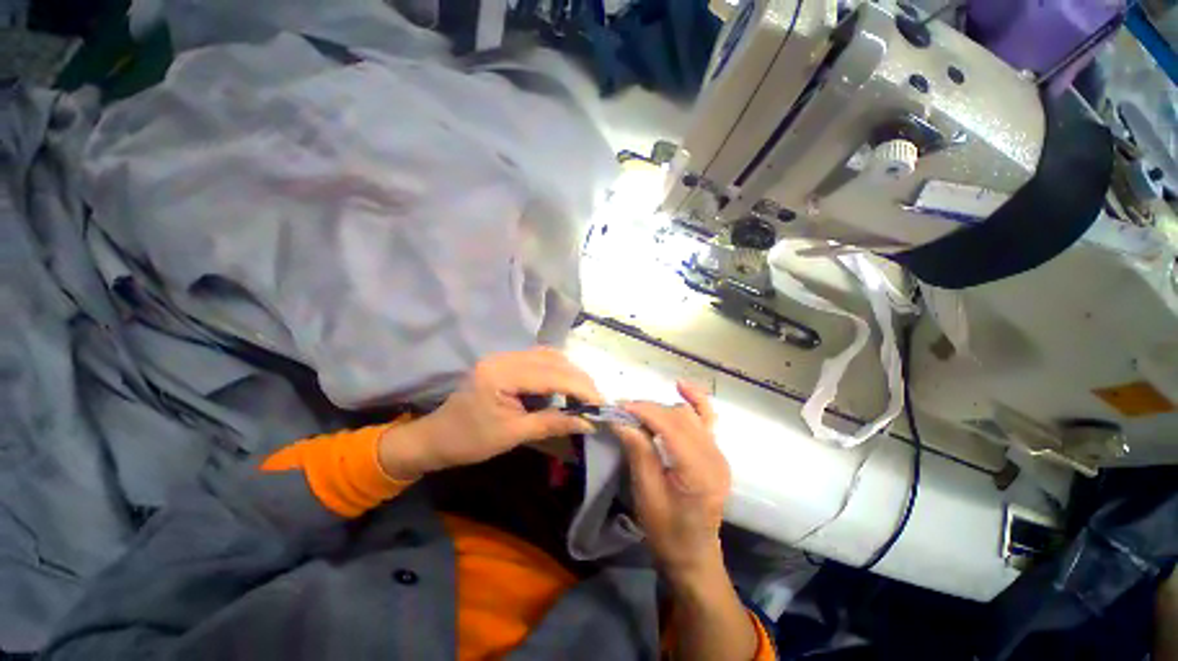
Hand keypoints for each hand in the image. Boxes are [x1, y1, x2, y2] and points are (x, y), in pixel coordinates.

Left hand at [378, 348, 600, 479]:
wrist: (437, 437)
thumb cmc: (470, 441)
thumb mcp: (513, 435)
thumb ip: (552, 423)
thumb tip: (589, 422)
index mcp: (501, 375)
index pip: (552, 375)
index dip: (580, 388)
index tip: (601, 403)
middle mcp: (504, 357)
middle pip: (553, 360)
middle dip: (579, 379)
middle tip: (597, 400)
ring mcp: (504, 356)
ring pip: (549, 355)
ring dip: (570, 372)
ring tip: (584, 393)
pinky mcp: (505, 361)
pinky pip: (539, 358)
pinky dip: (558, 370)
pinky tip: (565, 384)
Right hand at [612, 381, 730, 581]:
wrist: (693, 555)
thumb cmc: (666, 531)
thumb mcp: (647, 494)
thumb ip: (638, 451)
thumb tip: (620, 419)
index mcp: (698, 470)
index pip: (669, 425)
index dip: (643, 411)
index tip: (617, 406)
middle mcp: (714, 455)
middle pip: (678, 416)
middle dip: (648, 409)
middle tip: (622, 412)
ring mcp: (718, 452)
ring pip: (688, 414)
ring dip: (662, 409)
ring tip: (638, 413)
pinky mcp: (716, 452)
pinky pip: (707, 418)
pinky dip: (694, 399)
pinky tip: (681, 386)